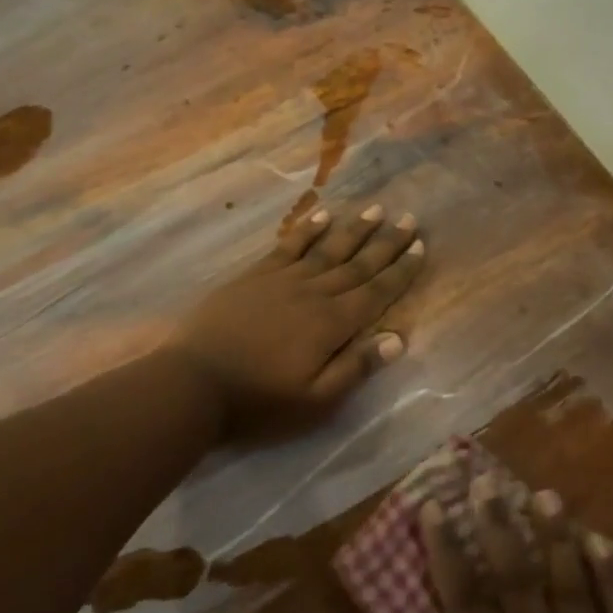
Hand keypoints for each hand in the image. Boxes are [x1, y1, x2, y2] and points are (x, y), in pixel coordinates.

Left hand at [170, 202, 425, 438]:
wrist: (192, 384)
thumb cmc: (258, 402)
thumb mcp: (314, 402)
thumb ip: (355, 367)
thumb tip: (397, 338)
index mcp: (332, 324)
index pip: (376, 292)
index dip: (400, 270)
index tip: (420, 247)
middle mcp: (314, 293)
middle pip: (357, 264)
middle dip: (386, 243)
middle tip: (409, 219)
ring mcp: (282, 280)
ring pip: (327, 249)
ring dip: (354, 230)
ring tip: (375, 210)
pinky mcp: (255, 276)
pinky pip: (289, 246)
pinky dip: (308, 230)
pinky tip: (323, 215)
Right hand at [418, 485, 612, 612]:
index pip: (466, 600)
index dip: (446, 550)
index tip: (432, 506)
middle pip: (516, 575)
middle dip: (497, 524)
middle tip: (484, 478)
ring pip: (570, 582)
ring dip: (555, 535)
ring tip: (543, 493)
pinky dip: (611, 576)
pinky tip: (601, 543)